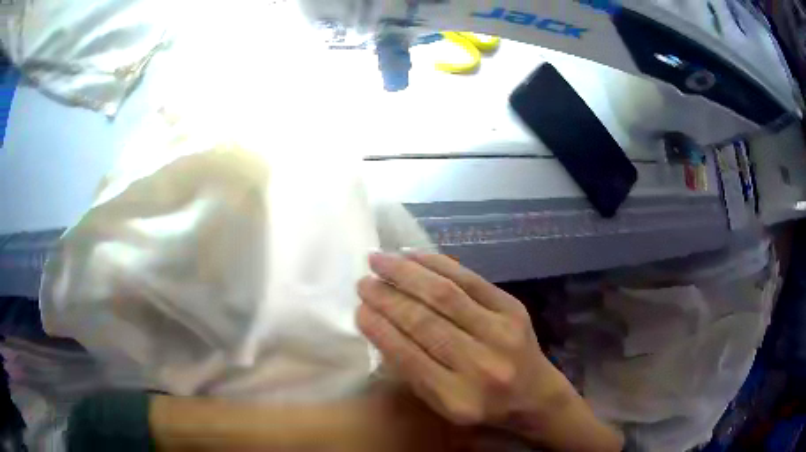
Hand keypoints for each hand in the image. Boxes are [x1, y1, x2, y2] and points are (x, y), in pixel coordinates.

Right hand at [357, 253, 623, 451]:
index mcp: (458, 399)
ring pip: (445, 295)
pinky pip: (470, 279)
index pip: (409, 357)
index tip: (358, 310)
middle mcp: (481, 365)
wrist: (535, 394)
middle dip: (387, 297)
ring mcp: (501, 332)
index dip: (380, 330)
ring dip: (407, 273)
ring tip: (379, 260)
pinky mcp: (513, 309)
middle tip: (363, 281)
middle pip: (425, 322)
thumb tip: (380, 326)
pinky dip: (438, 264)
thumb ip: (413, 372)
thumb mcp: (443, 404)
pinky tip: (414, 255)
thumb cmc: (483, 404)